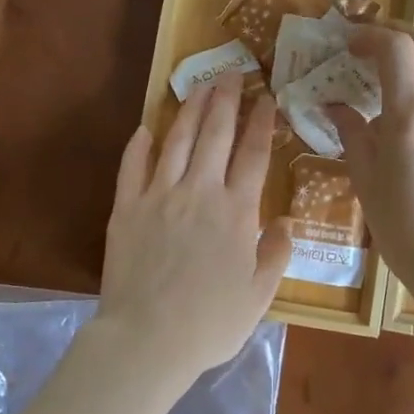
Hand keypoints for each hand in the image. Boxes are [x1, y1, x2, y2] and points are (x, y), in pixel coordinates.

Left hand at [96, 72, 291, 382]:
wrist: (147, 340)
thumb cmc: (210, 323)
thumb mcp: (260, 295)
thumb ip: (276, 254)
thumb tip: (286, 222)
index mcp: (237, 212)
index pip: (253, 154)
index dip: (262, 122)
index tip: (267, 97)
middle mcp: (200, 192)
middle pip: (215, 135)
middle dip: (226, 100)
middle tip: (231, 73)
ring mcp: (159, 196)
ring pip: (177, 141)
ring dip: (190, 110)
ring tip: (199, 85)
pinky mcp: (127, 208)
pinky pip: (133, 167)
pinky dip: (140, 144)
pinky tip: (146, 127)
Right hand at [329, 26, 413, 282]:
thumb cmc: (401, 224)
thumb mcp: (365, 177)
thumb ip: (351, 132)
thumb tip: (334, 105)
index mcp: (409, 115)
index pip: (394, 48)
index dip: (370, 36)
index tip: (350, 45)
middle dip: (396, 36)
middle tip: (371, 49)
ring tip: (403, 67)